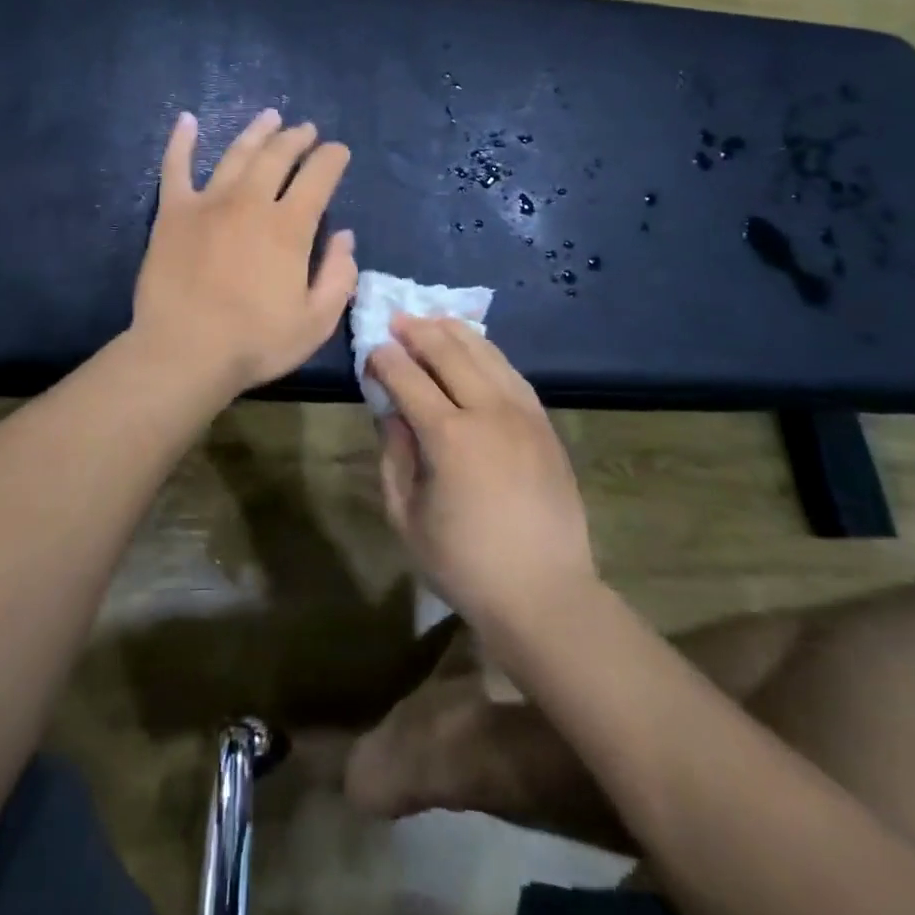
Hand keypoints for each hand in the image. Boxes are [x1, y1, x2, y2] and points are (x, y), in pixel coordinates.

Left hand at [133, 108, 357, 396]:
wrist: (183, 352)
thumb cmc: (255, 343)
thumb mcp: (316, 322)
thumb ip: (338, 276)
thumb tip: (345, 237)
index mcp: (289, 226)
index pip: (319, 176)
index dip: (332, 158)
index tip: (338, 152)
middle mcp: (250, 202)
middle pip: (278, 155)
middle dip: (297, 138)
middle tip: (306, 130)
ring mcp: (207, 202)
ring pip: (236, 154)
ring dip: (257, 132)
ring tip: (270, 117)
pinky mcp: (172, 213)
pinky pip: (175, 167)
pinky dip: (181, 141)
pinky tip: (186, 120)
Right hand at [369, 317, 597, 632]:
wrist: (544, 593)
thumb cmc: (464, 563)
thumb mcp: (406, 515)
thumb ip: (394, 454)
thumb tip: (390, 410)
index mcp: (449, 437)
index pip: (408, 378)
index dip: (384, 359)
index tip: (370, 350)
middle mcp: (489, 412)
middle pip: (449, 352)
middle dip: (418, 331)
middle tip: (397, 321)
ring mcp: (523, 414)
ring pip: (486, 353)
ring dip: (454, 332)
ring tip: (432, 322)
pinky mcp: (544, 424)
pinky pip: (512, 373)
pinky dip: (488, 352)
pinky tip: (475, 349)